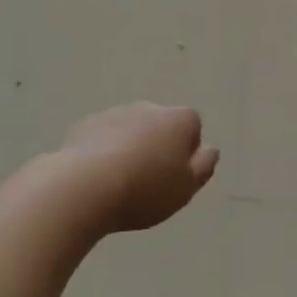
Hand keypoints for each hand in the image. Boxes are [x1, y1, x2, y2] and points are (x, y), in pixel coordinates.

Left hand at [53, 103, 218, 234]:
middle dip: (157, 147)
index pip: (192, 126)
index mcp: (178, 120)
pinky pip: (103, 137)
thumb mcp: (186, 187)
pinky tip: (97, 178)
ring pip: (131, 130)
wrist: (86, 185)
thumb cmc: (146, 189)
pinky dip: (104, 151)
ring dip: (130, 148)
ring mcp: (115, 113)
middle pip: (160, 126)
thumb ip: (203, 166)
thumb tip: (209, 149)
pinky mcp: (87, 124)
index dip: (187, 151)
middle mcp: (148, 108)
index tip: (176, 176)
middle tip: (149, 182)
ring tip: (120, 183)